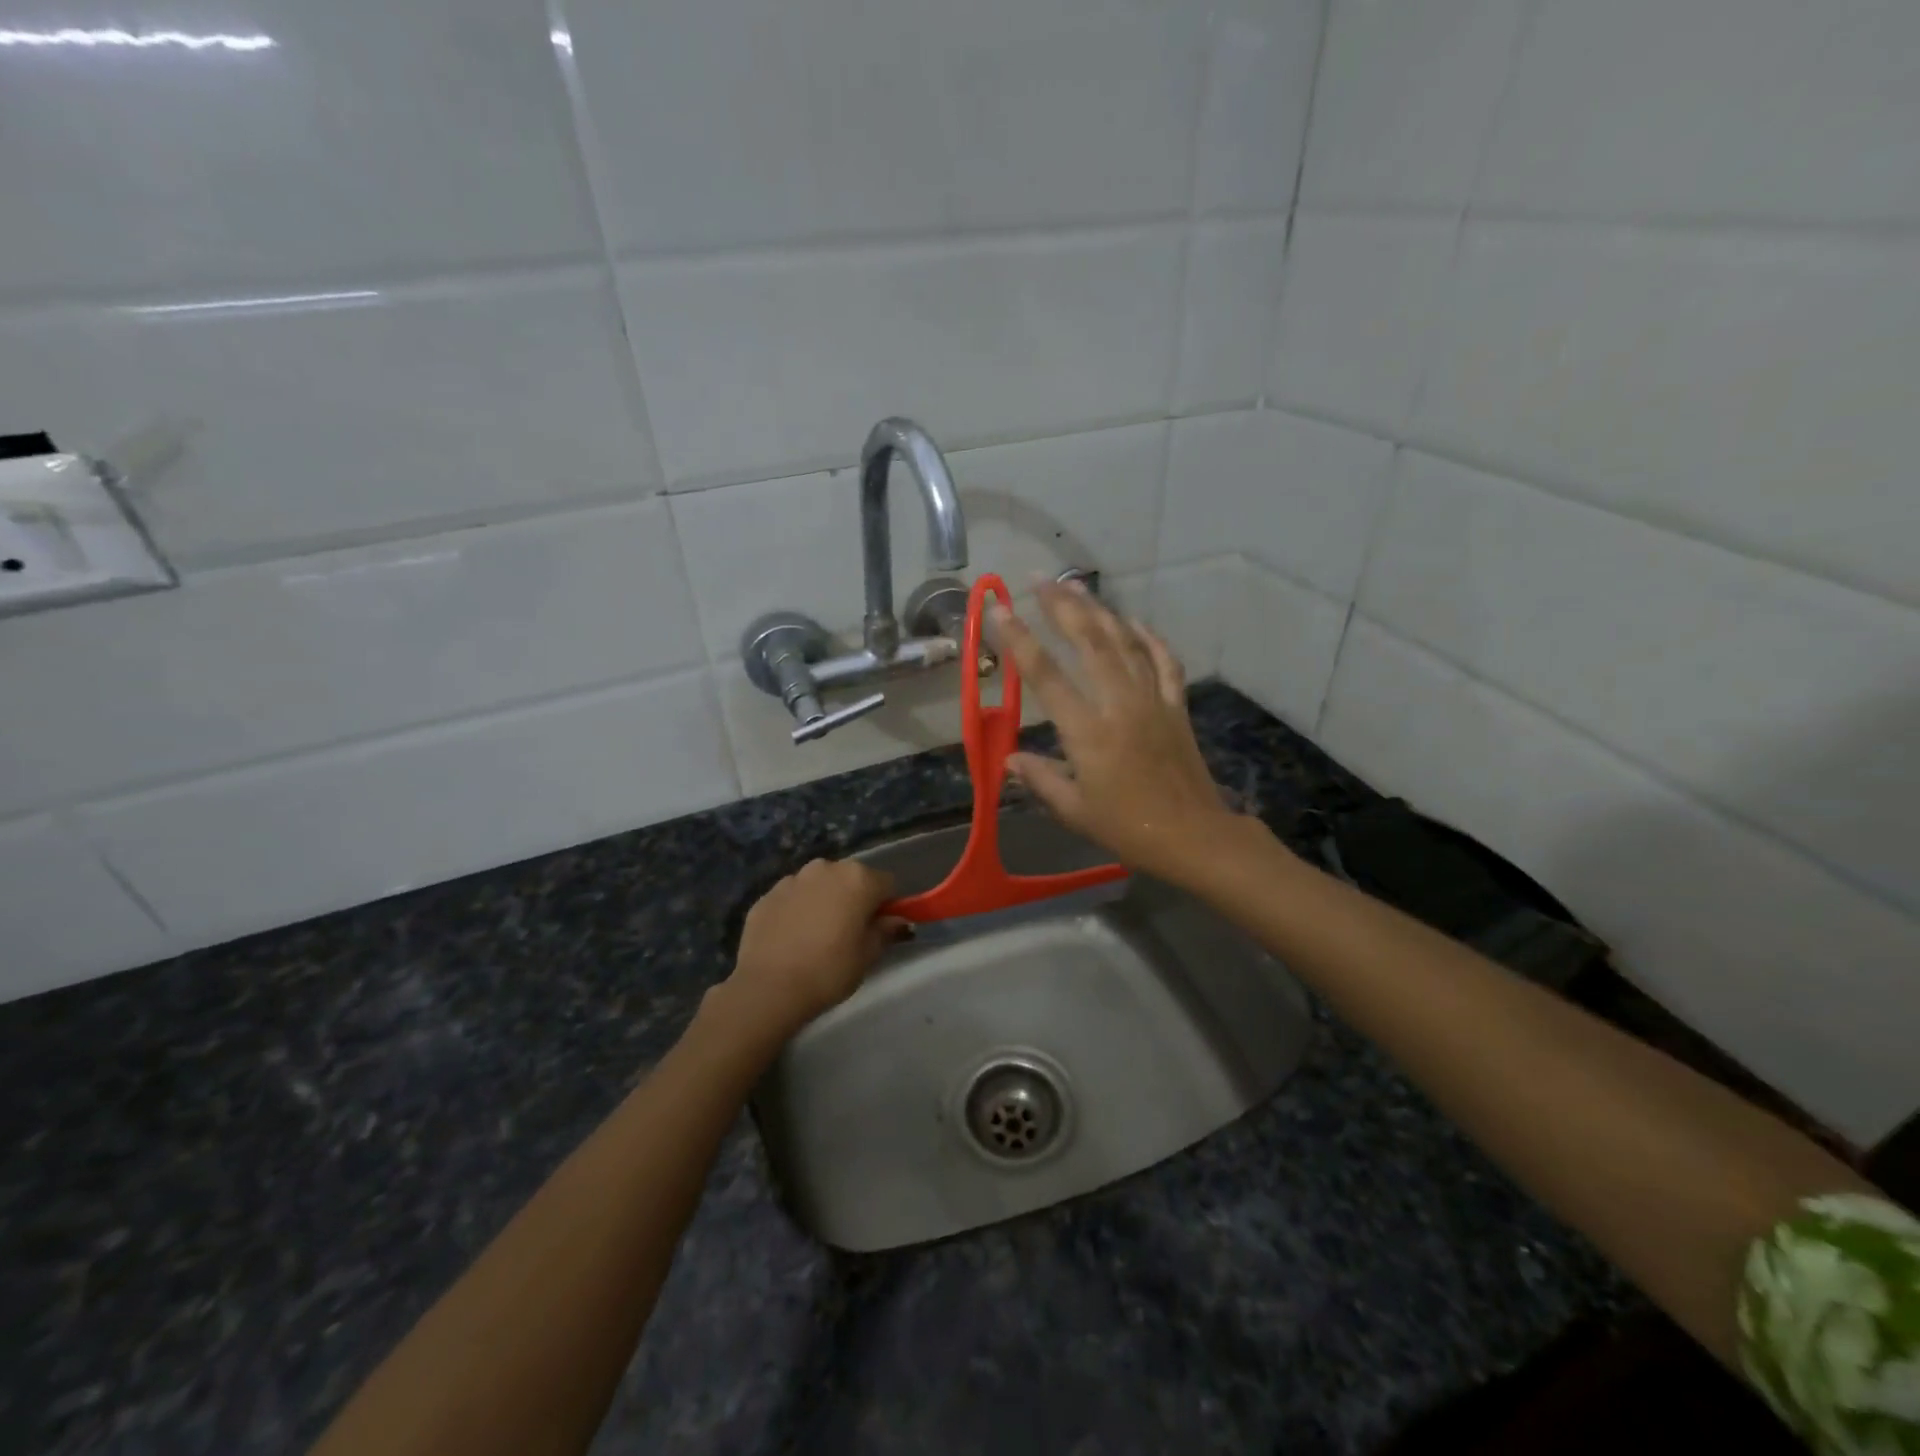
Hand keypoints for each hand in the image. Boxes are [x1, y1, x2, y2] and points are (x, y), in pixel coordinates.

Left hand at [719, 858, 907, 1038]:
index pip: (886, 884)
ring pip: (819, 885)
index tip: (879, 928)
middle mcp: (825, 868)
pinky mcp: (766, 895)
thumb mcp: (868, 955)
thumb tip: (898, 920)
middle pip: (850, 878)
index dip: (887, 906)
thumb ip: (886, 931)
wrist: (769, 988)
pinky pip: (792, 897)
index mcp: (857, 878)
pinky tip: (791, 938)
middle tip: (848, 933)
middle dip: (853, 898)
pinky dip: (796, 910)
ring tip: (816, 936)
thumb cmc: (829, 970)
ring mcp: (792, 879)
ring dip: (823, 901)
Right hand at [984, 580, 1253, 885]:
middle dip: (1062, 607)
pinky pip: (1163, 661)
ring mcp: (1152, 700)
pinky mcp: (1176, 706)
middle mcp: (1119, 704)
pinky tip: (1133, 622)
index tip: (1000, 610)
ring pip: (1125, 643)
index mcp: (1088, 731)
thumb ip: (1040, 778)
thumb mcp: (1074, 810)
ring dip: (1099, 612)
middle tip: (1040, 580)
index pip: (1046, 676)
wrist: (1194, 836)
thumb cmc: (1128, 828)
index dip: (1020, 640)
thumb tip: (1009, 759)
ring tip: (1076, 587)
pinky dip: (1149, 638)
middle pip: (1089, 643)